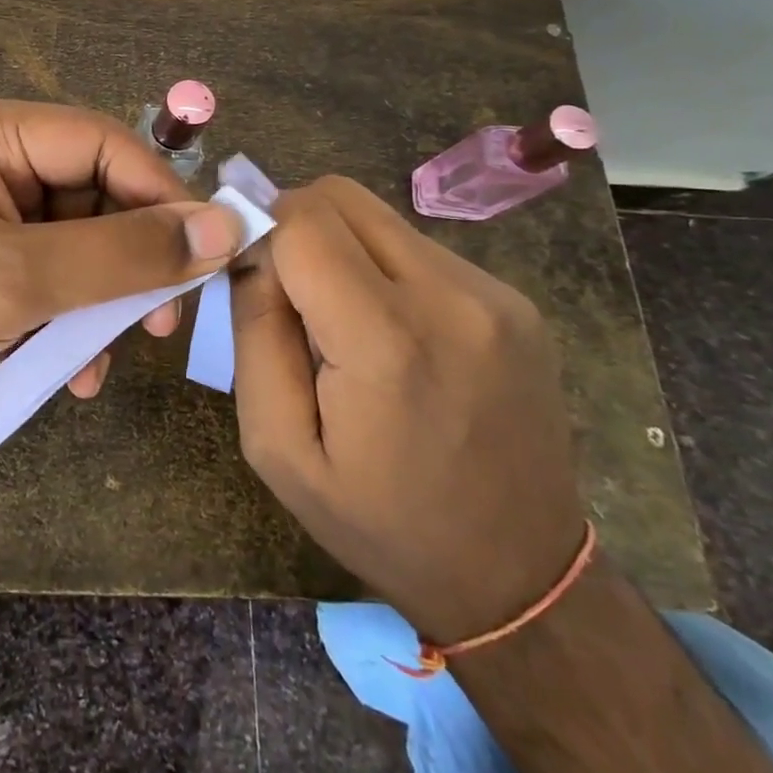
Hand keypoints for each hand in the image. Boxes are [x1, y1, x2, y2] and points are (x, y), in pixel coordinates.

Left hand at [0, 100, 246, 420]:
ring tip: (107, 357)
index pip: (105, 143)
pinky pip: (54, 282)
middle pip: (98, 197)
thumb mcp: (18, 279)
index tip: (208, 251)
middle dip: (132, 262)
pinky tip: (69, 373)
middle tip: (166, 320)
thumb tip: (224, 228)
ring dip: (102, 304)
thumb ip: (123, 253)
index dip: (162, 193)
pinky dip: (69, 324)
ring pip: (83, 248)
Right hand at [230, 176, 587, 643]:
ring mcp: (494, 294)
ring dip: (344, 248)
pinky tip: (394, 333)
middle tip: (290, 291)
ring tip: (345, 321)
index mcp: (386, 340)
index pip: (302, 219)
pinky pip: (420, 247)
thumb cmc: (380, 522)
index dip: (262, 233)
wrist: (520, 577)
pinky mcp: (517, 300)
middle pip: (341, 196)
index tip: (253, 277)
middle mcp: (451, 296)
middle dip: (297, 225)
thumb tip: (252, 252)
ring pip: (380, 217)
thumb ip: (254, 333)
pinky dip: (386, 269)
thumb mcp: (277, 447)